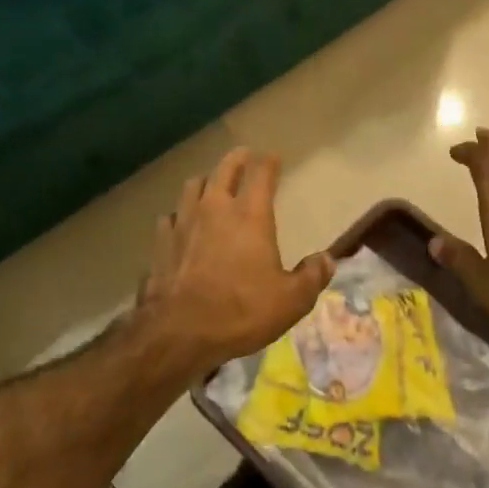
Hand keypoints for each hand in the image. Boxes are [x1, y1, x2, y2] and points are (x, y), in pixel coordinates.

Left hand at [136, 148, 333, 377]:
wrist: (180, 332)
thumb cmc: (241, 311)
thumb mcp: (291, 301)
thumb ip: (312, 276)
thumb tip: (327, 259)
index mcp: (250, 215)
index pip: (261, 173)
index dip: (269, 162)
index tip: (274, 157)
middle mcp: (215, 208)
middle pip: (224, 169)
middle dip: (237, 159)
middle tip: (244, 156)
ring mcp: (183, 222)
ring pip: (193, 186)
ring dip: (206, 181)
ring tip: (211, 185)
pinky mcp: (161, 242)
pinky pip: (170, 217)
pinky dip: (179, 215)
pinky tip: (181, 224)